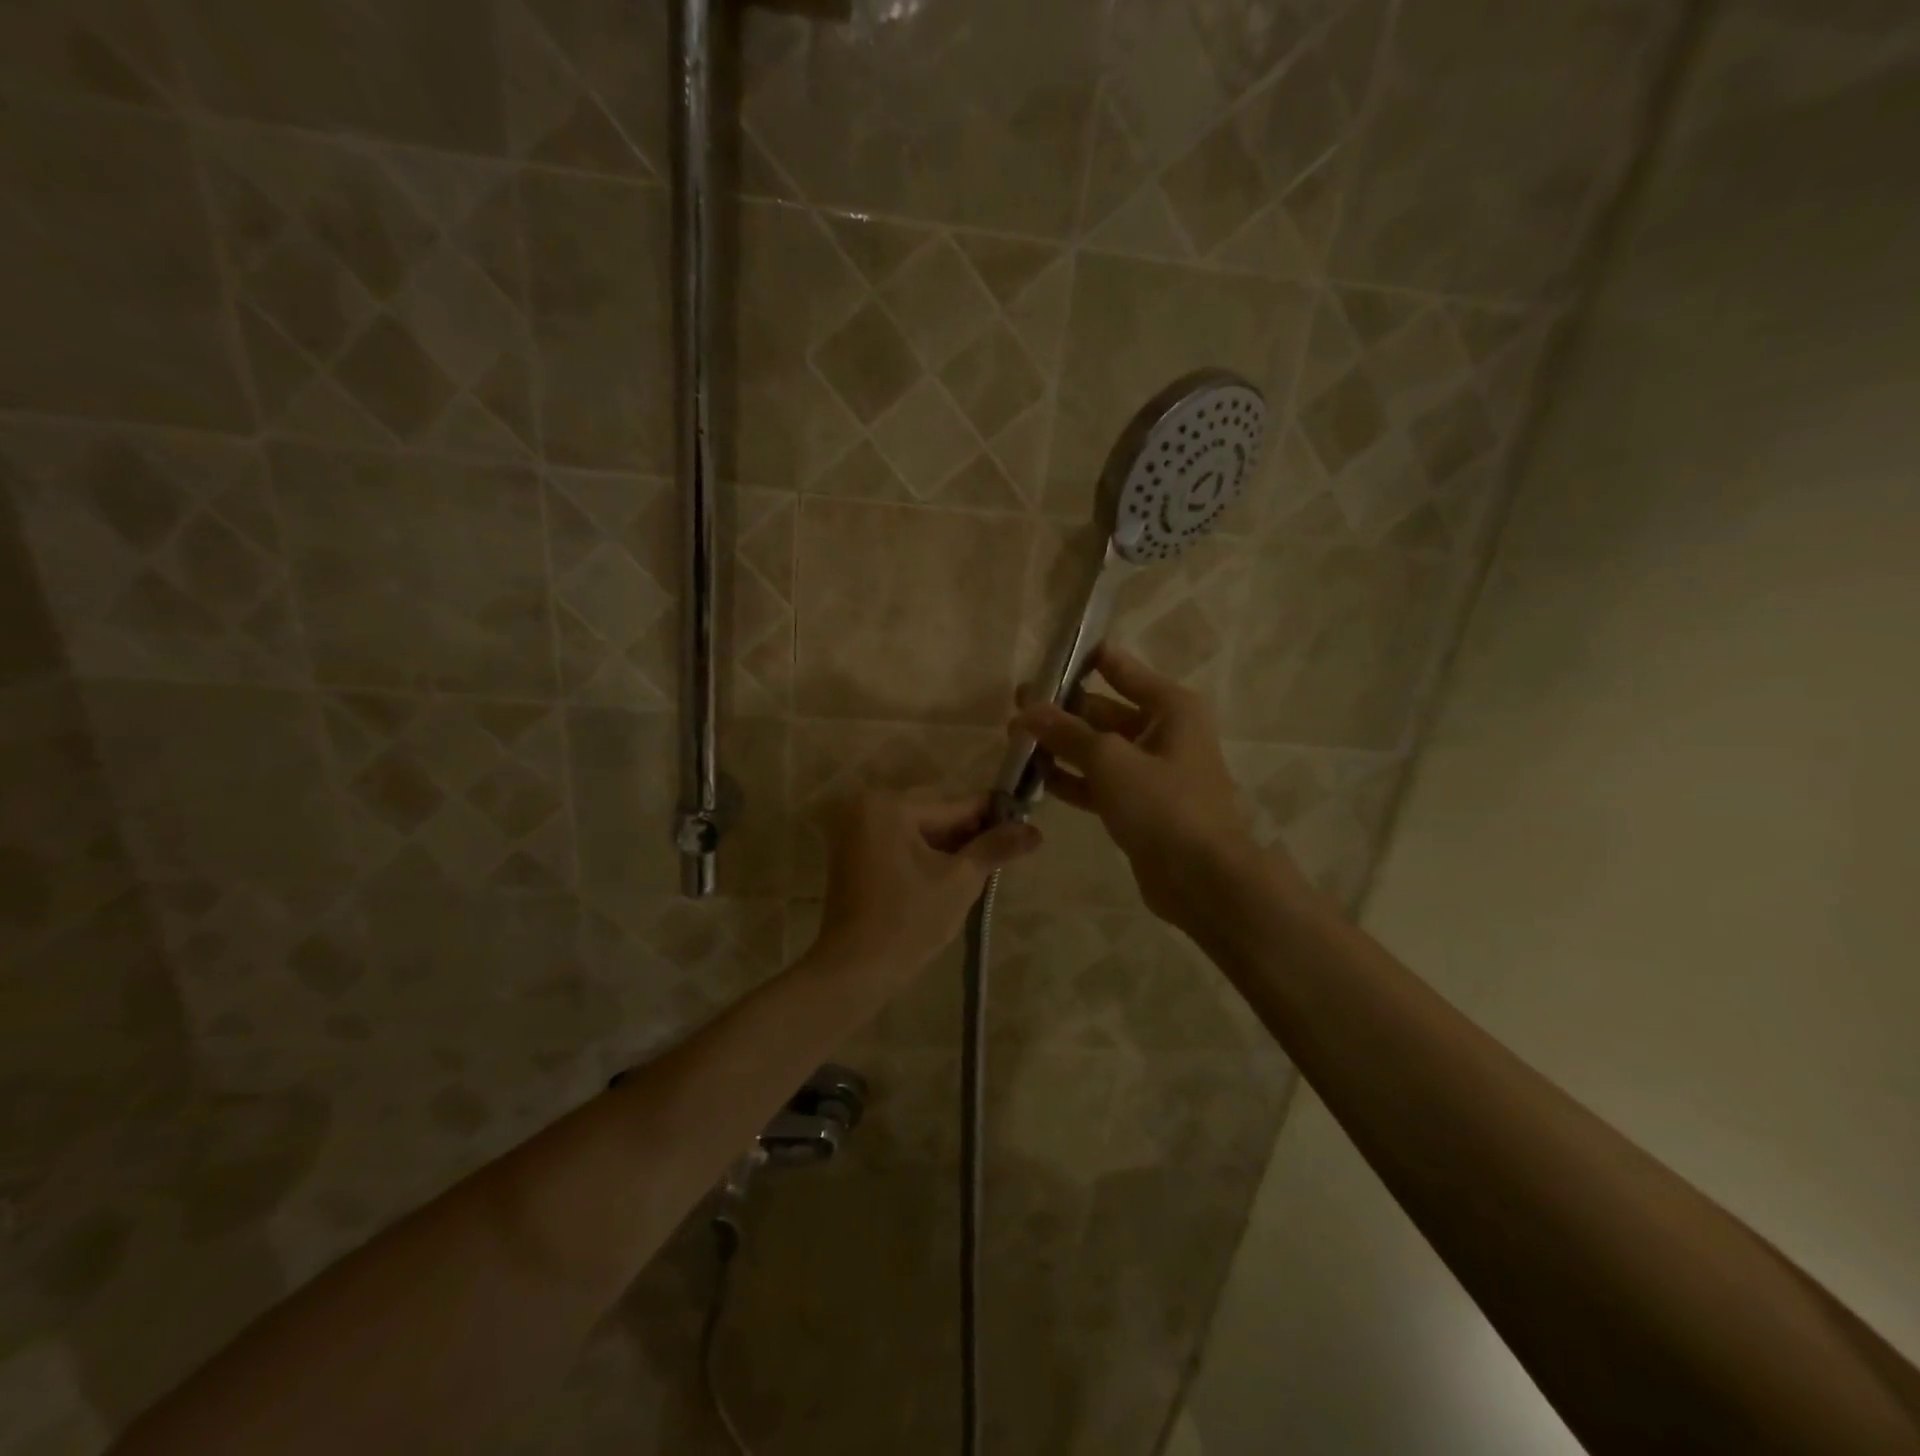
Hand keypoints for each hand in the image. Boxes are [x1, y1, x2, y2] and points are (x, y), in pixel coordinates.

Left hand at [813, 793, 1040, 977]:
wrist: (855, 970)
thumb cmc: (909, 920)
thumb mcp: (960, 881)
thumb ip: (996, 848)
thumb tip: (1035, 831)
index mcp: (888, 806)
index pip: (953, 806)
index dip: (992, 816)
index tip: (1024, 820)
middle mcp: (866, 809)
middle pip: (934, 819)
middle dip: (970, 836)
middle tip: (1008, 851)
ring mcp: (854, 833)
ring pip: (918, 835)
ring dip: (949, 849)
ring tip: (986, 867)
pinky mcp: (852, 857)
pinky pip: (899, 847)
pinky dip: (925, 859)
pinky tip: (952, 876)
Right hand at [1013, 645, 1302, 927]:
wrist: (1203, 878)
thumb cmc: (1164, 804)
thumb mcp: (1110, 760)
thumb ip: (1066, 732)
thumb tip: (1026, 709)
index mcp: (1170, 707)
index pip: (1121, 668)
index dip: (1084, 659)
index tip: (1045, 658)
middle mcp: (1164, 732)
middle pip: (1105, 710)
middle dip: (1063, 709)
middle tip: (1016, 705)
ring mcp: (1152, 772)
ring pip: (1099, 749)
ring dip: (1062, 745)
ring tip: (1015, 740)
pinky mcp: (1140, 806)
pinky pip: (1100, 782)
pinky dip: (1073, 779)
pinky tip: (1036, 778)